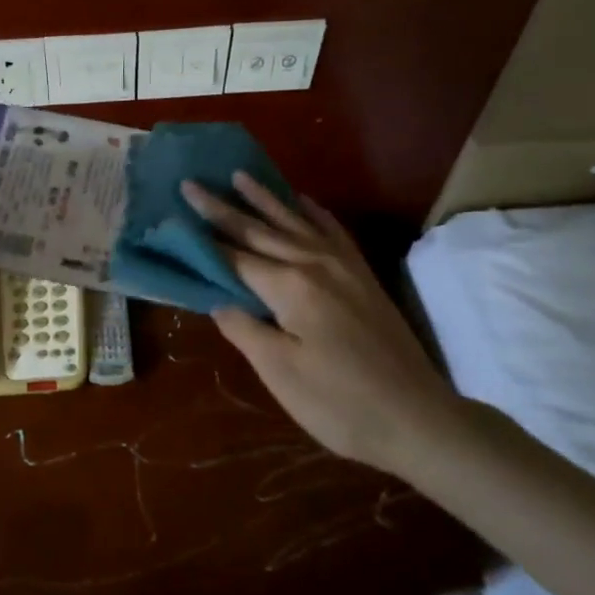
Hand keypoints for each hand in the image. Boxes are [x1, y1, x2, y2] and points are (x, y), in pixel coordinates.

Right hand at [182, 172, 460, 472]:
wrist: (418, 419)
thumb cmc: (340, 402)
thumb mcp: (280, 372)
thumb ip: (244, 329)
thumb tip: (218, 300)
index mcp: (290, 286)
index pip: (235, 255)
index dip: (203, 236)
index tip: (176, 210)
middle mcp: (315, 263)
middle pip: (260, 230)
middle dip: (223, 207)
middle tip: (193, 183)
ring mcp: (344, 267)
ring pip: (295, 222)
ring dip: (265, 198)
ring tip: (239, 175)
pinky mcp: (363, 276)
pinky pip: (333, 231)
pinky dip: (313, 212)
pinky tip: (303, 200)